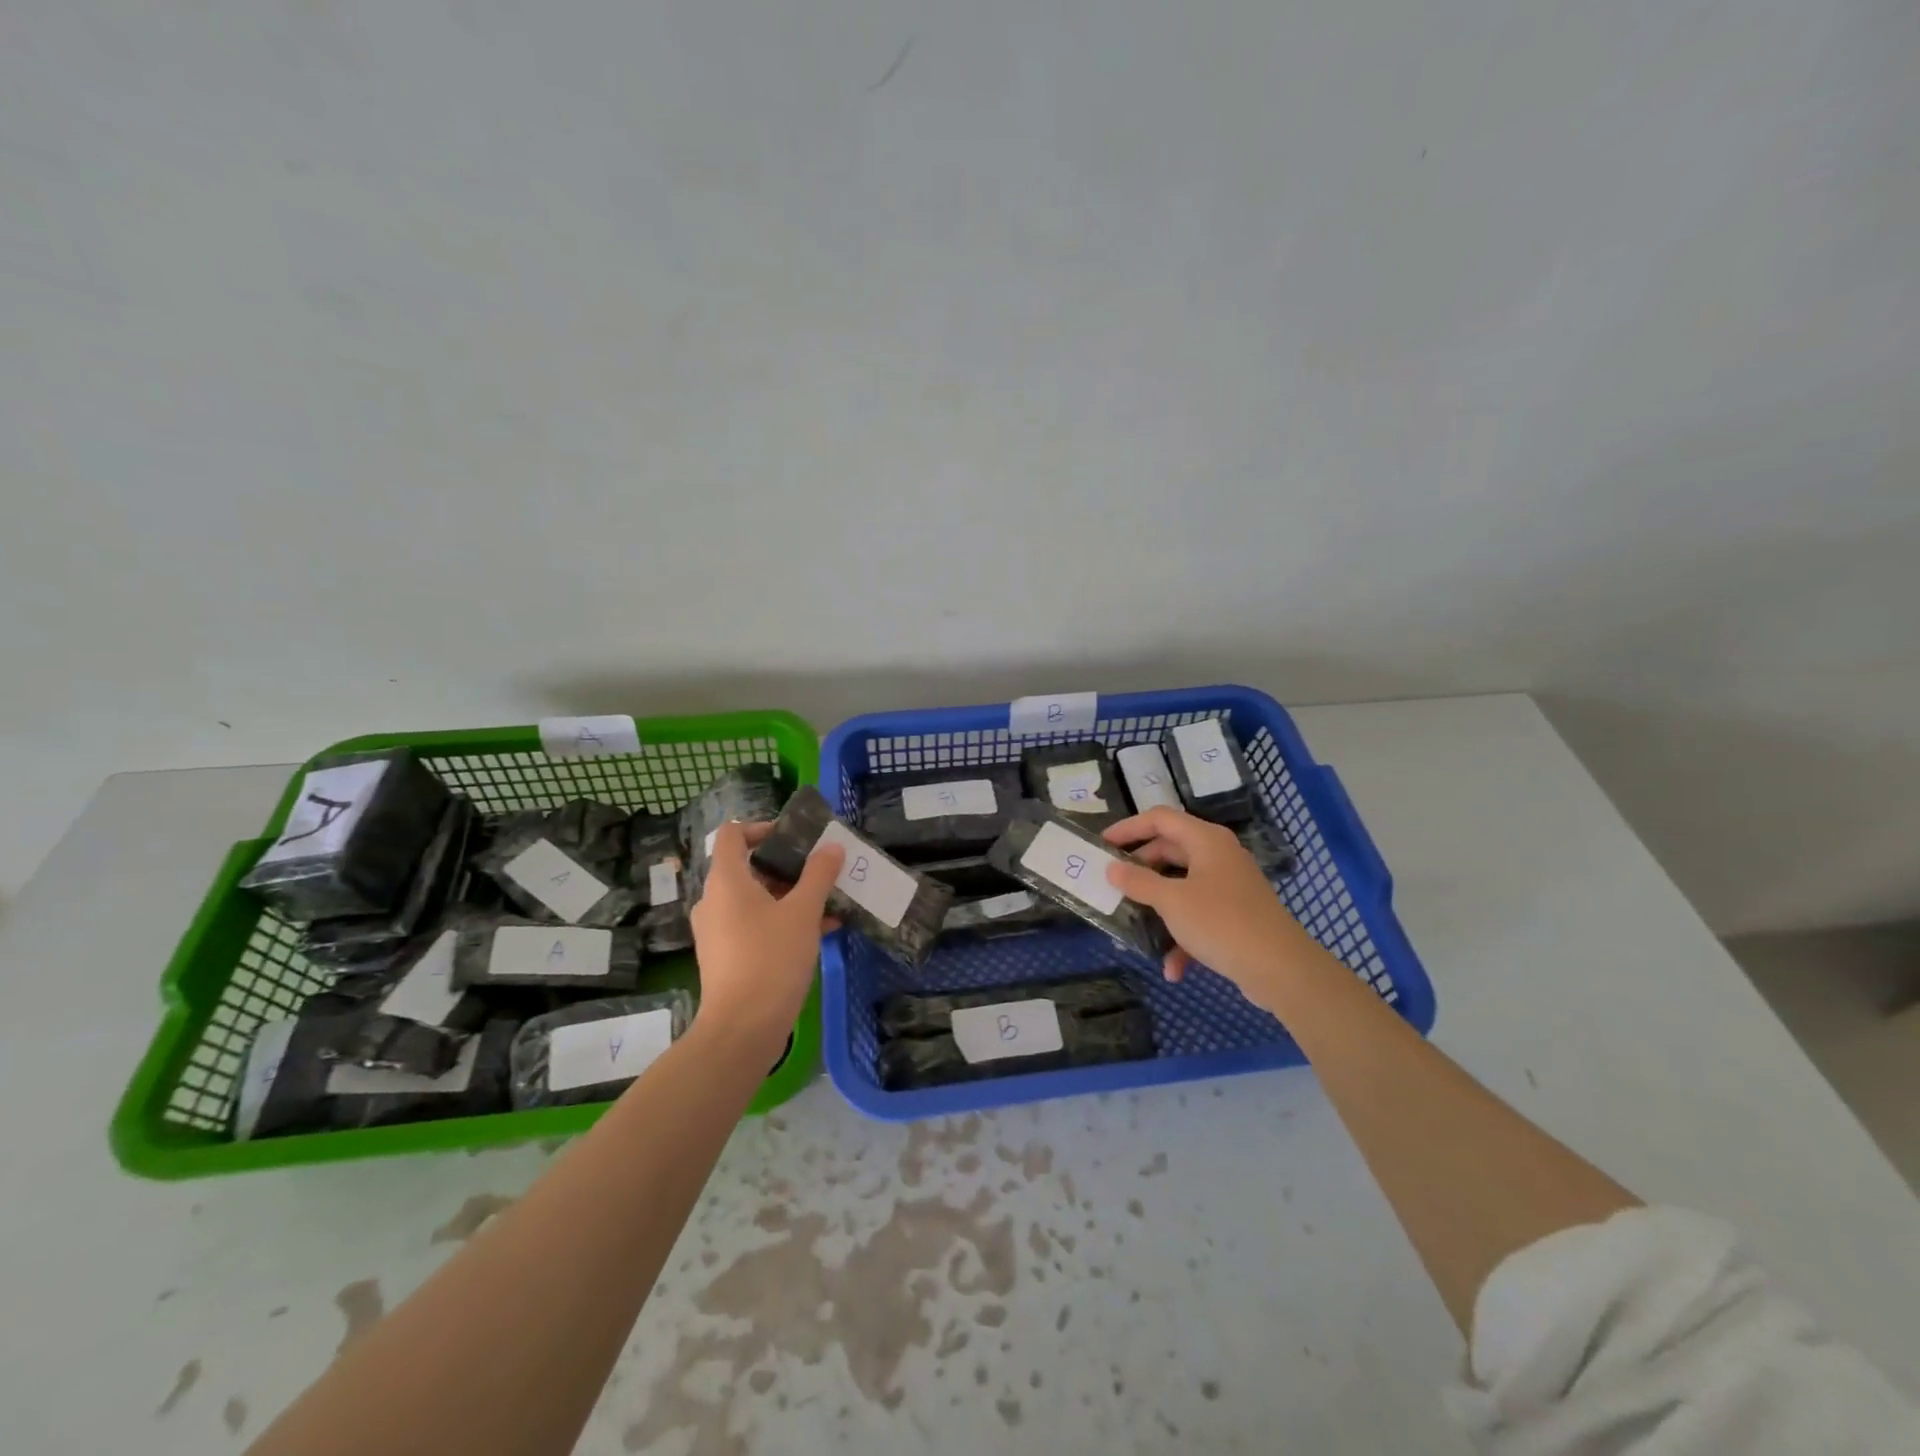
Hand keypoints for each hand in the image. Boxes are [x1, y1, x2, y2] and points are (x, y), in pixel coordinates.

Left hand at [689, 821, 843, 1053]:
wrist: (743, 1028)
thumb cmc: (771, 958)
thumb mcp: (803, 912)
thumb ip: (819, 875)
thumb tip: (832, 847)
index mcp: (726, 881)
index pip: (733, 834)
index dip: (762, 827)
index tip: (795, 838)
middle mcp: (714, 901)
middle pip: (748, 867)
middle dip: (788, 866)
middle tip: (822, 871)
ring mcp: (717, 931)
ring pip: (755, 899)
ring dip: (791, 896)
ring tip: (829, 903)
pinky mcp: (725, 956)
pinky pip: (754, 925)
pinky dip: (782, 921)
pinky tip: (821, 931)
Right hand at [1102, 807, 1323, 1012]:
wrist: (1281, 968)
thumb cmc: (1221, 922)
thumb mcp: (1171, 900)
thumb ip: (1138, 881)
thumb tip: (1112, 868)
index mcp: (1205, 840)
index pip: (1159, 819)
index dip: (1128, 828)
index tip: (1101, 844)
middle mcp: (1218, 856)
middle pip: (1170, 850)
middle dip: (1140, 869)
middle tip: (1113, 882)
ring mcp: (1229, 886)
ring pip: (1182, 886)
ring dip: (1158, 906)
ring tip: (1134, 923)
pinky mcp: (1235, 915)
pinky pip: (1199, 915)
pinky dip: (1183, 935)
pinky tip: (1172, 967)